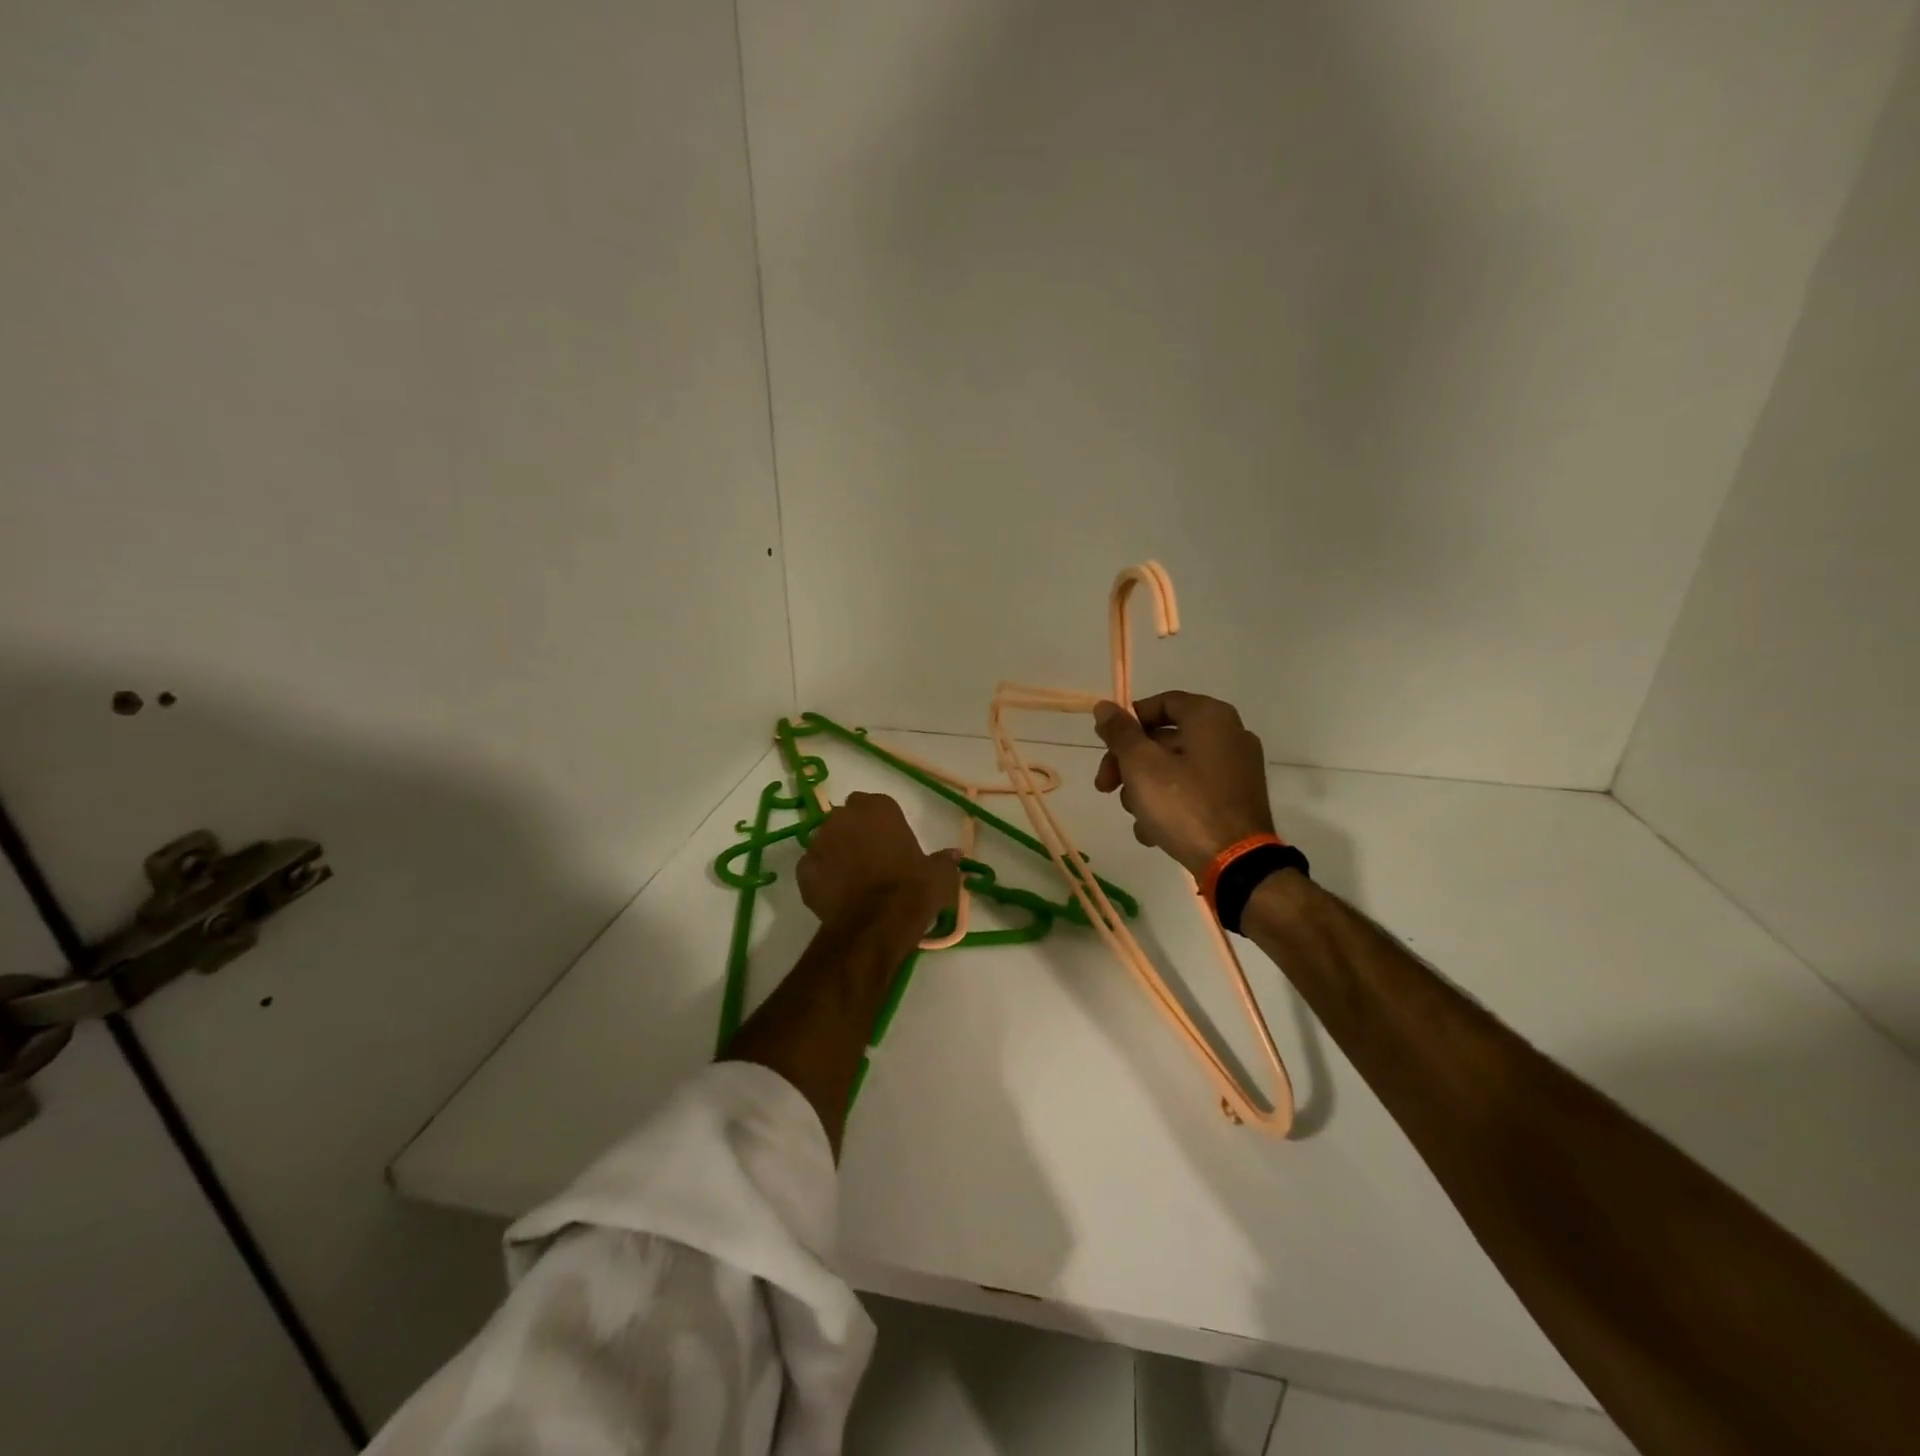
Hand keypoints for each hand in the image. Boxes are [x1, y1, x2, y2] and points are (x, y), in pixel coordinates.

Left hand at [796, 792, 960, 927]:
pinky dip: (821, 877)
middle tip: (871, 858)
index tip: (890, 842)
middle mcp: (843, 817)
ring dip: (836, 853)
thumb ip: (944, 860)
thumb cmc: (912, 890)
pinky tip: (836, 894)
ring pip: (826, 842)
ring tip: (852, 879)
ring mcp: (818, 843)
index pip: (875, 804)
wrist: (876, 926)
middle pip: (846, 819)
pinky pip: (813, 869)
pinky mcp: (803, 871)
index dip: (881, 823)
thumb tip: (954, 854)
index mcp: (877, 808)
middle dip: (855, 833)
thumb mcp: (940, 875)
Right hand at [1092, 692, 1276, 876]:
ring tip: (1136, 817)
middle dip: (1129, 764)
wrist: (1235, 863)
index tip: (1105, 746)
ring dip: (1145, 790)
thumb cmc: (1184, 805)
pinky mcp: (1236, 799)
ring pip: (1175, 768)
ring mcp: (1236, 769)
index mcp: (1210, 717)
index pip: (1160, 703)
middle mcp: (1230, 735)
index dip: (1127, 722)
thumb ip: (1120, 733)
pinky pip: (1194, 790)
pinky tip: (1153, 832)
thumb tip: (1104, 706)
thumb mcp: (1141, 766)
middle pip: (1164, 739)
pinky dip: (1171, 804)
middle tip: (1105, 787)